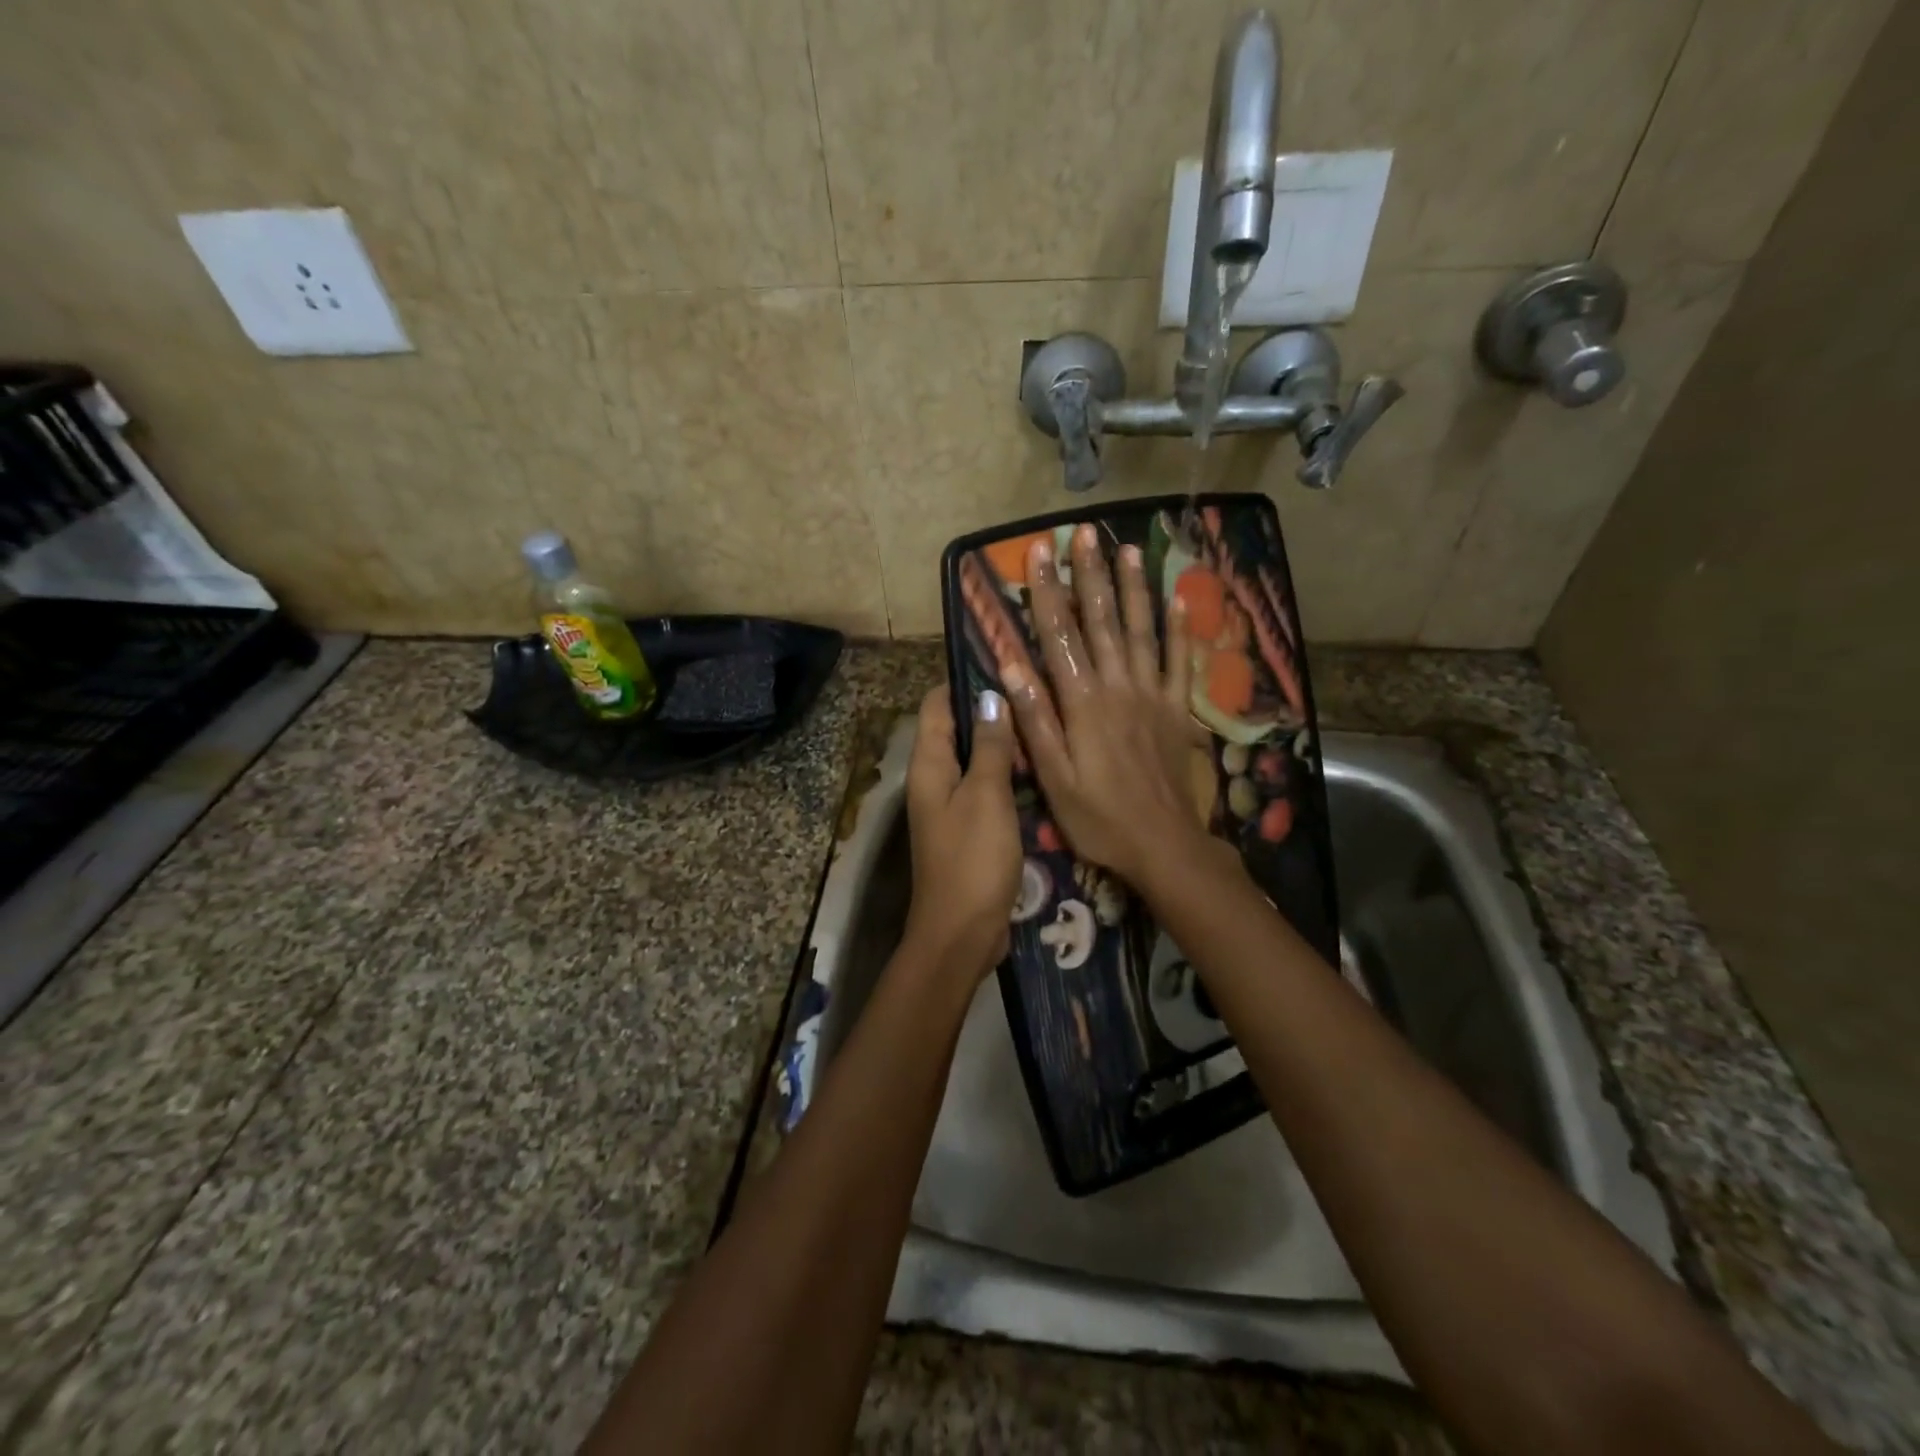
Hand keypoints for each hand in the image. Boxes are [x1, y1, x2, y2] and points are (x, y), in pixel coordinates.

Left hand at [902, 683, 1020, 981]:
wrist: (962, 932)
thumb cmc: (972, 859)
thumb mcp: (985, 796)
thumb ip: (989, 746)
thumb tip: (990, 696)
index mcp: (929, 765)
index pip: (936, 705)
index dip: (963, 679)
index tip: (1001, 658)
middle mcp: (934, 779)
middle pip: (957, 729)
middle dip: (988, 708)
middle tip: (1035, 687)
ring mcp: (951, 805)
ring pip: (975, 759)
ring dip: (1001, 741)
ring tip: (1043, 718)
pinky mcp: (970, 828)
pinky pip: (986, 788)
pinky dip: (1006, 773)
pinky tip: (1039, 766)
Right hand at [1003, 525, 1215, 888]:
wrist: (1164, 845)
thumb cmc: (1099, 818)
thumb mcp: (1053, 778)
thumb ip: (1035, 721)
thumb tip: (1011, 668)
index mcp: (1083, 703)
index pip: (1060, 636)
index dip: (1049, 592)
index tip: (1041, 552)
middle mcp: (1119, 688)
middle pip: (1103, 622)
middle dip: (1091, 575)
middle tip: (1085, 533)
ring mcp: (1153, 696)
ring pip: (1143, 631)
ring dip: (1134, 588)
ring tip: (1128, 549)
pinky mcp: (1177, 711)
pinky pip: (1181, 662)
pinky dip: (1180, 630)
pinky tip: (1179, 601)